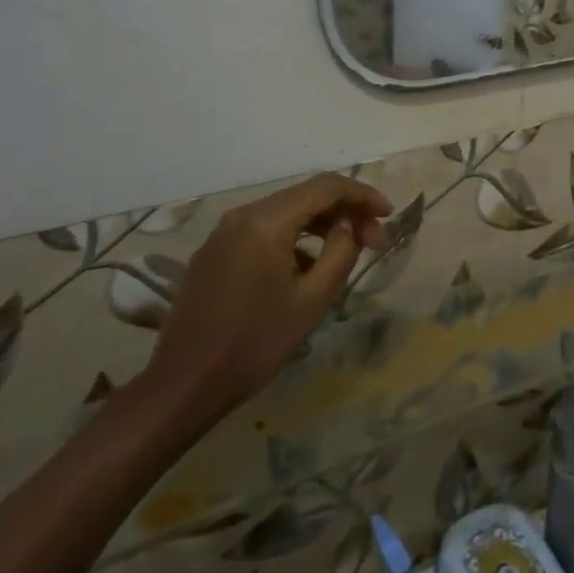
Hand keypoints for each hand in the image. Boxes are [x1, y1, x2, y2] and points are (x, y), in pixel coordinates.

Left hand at [137, 174, 390, 437]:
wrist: (184, 385)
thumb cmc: (254, 343)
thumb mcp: (312, 300)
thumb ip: (341, 252)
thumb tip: (351, 225)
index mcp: (266, 222)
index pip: (326, 187)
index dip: (363, 195)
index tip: (388, 216)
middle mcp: (242, 216)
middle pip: (305, 196)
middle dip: (345, 212)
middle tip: (373, 242)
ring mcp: (223, 234)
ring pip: (285, 213)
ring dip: (320, 226)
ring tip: (345, 255)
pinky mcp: (214, 253)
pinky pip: (263, 232)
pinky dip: (294, 240)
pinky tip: (306, 271)